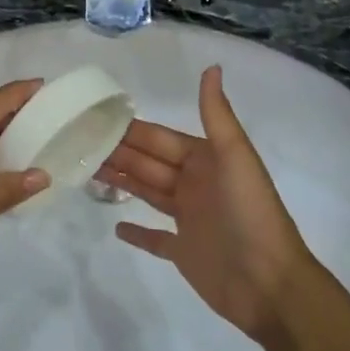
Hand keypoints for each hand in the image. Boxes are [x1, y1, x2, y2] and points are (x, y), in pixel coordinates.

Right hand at [98, 66, 313, 341]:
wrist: (271, 284)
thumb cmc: (250, 213)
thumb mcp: (235, 156)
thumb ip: (216, 114)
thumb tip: (211, 66)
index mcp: (205, 160)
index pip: (160, 139)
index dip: (131, 130)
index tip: (97, 119)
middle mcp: (195, 185)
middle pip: (149, 163)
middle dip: (118, 152)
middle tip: (79, 143)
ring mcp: (189, 220)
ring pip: (148, 192)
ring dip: (122, 181)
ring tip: (87, 170)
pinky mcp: (185, 253)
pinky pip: (155, 239)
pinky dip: (137, 232)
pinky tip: (116, 227)